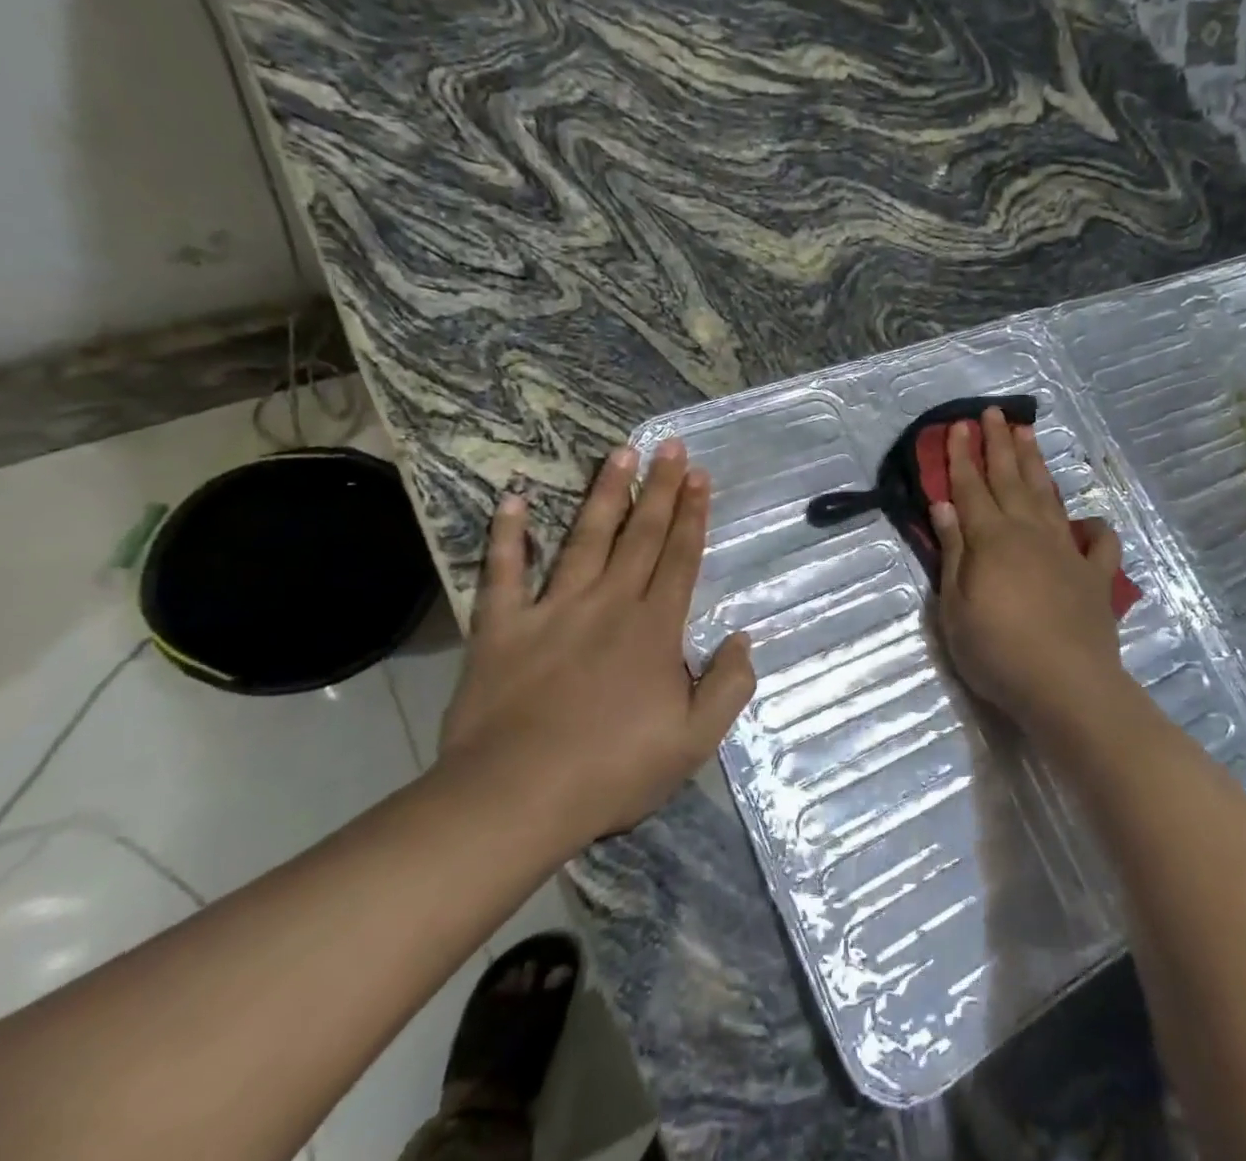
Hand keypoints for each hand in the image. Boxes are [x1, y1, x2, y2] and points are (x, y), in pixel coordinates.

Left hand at [437, 441, 755, 846]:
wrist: (516, 799)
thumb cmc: (612, 770)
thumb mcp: (694, 741)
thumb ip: (728, 686)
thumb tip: (743, 637)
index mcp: (653, 629)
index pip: (680, 558)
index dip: (692, 515)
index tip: (699, 475)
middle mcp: (608, 604)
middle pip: (640, 535)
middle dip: (659, 488)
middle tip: (669, 446)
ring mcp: (553, 611)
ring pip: (585, 539)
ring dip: (604, 494)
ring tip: (619, 454)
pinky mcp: (503, 628)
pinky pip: (504, 573)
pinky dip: (507, 537)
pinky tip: (511, 500)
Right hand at [930, 408, 1138, 750]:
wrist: (1066, 686)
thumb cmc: (997, 651)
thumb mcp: (955, 606)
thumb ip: (954, 552)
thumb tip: (945, 506)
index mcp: (991, 539)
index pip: (970, 488)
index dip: (962, 456)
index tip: (958, 426)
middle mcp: (1029, 533)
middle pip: (1010, 479)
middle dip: (999, 444)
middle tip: (993, 413)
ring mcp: (1067, 552)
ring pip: (1048, 497)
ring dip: (1036, 465)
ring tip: (1028, 435)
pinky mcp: (1095, 577)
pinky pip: (1099, 544)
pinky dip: (1095, 528)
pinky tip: (1088, 522)